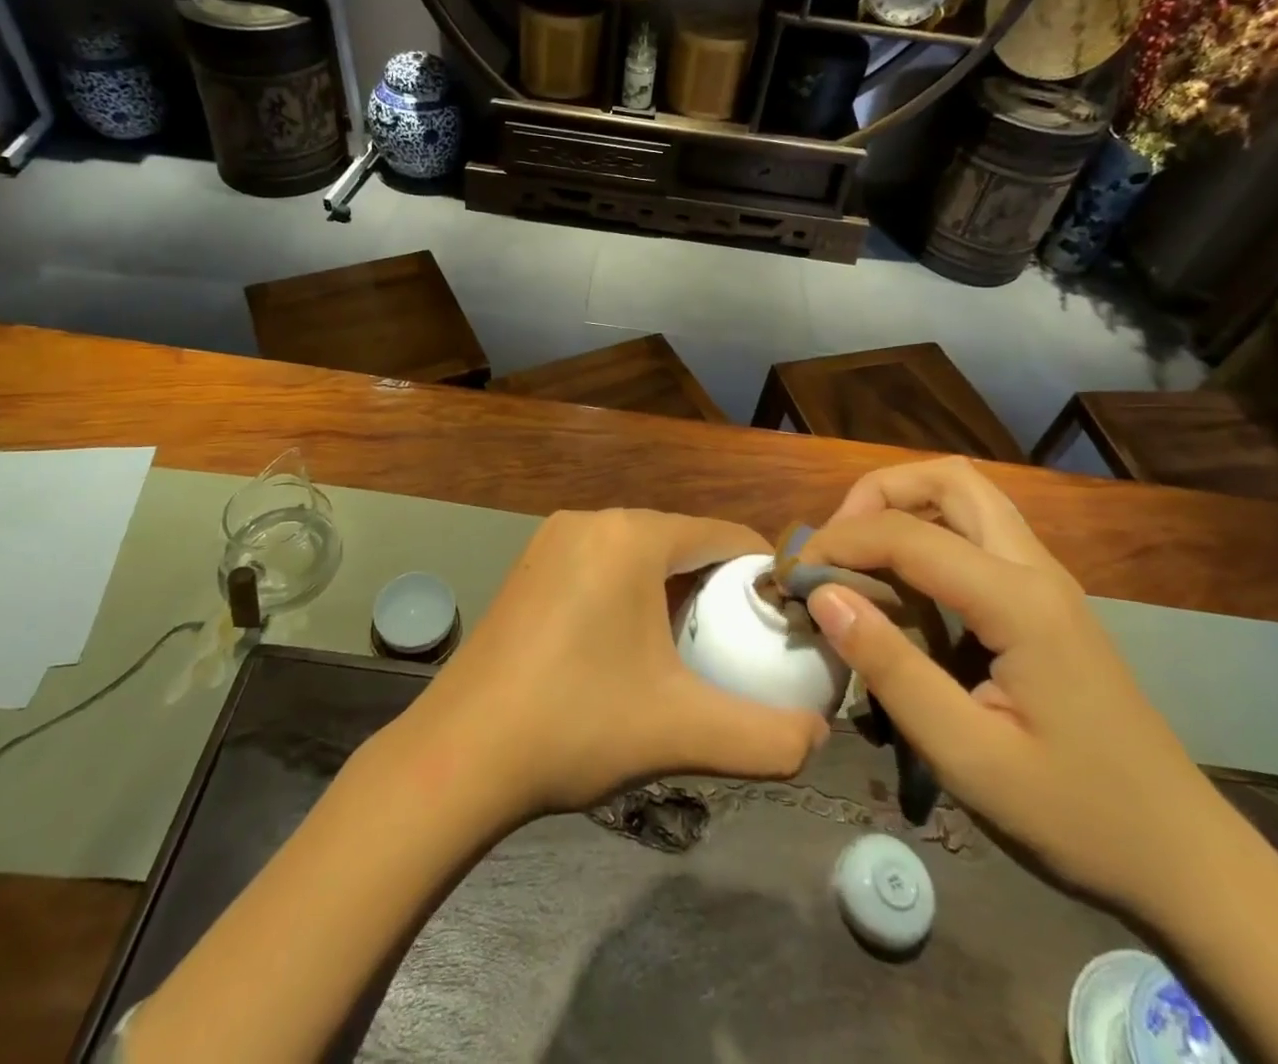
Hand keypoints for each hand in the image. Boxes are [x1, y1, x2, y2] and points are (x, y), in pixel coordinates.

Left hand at [407, 510, 827, 818]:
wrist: (460, 755)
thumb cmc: (576, 726)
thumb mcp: (684, 732)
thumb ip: (769, 737)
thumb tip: (818, 738)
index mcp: (630, 536)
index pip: (722, 534)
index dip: (762, 574)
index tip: (785, 621)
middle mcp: (591, 521)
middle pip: (681, 542)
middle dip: (718, 587)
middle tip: (743, 645)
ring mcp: (552, 540)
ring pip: (640, 554)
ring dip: (674, 591)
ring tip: (694, 649)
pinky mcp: (530, 567)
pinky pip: (602, 565)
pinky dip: (631, 593)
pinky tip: (632, 648)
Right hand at [801, 458, 1236, 917]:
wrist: (1186, 862)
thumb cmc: (1076, 815)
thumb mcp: (968, 756)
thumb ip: (891, 668)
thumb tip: (824, 595)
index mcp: (1018, 601)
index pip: (907, 534)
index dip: (840, 543)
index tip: (795, 577)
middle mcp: (1035, 569)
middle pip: (949, 479)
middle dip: (879, 493)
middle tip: (839, 543)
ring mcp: (1047, 581)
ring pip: (968, 498)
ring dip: (904, 506)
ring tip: (860, 557)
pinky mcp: (1046, 601)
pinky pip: (978, 534)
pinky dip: (927, 534)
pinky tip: (904, 588)